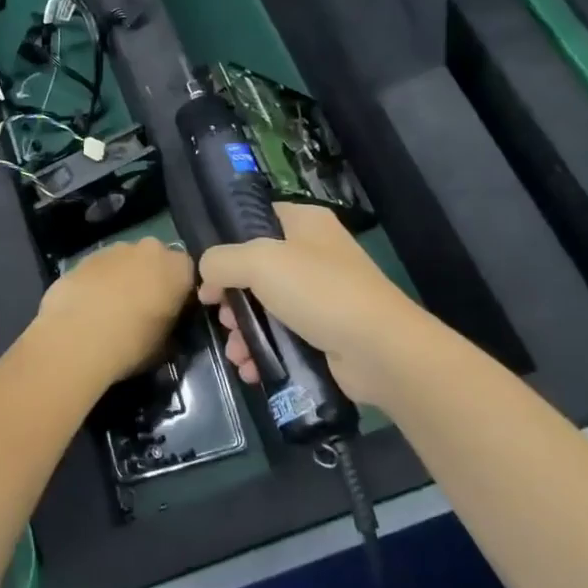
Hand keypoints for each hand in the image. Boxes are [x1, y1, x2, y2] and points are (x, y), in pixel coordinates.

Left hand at [33, 237, 195, 387]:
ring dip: (121, 278)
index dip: (179, 292)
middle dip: (149, 278)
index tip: (170, 312)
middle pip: (154, 261)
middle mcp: (149, 249)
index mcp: (177, 268)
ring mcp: (114, 250)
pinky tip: (88, 307)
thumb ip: (170, 326)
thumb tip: (164, 325)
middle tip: (141, 308)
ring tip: (109, 310)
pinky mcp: (84, 258)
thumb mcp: (165, 345)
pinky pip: (98, 269)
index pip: (187, 273)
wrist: (77, 339)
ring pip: (124, 261)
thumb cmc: (132, 343)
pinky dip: (97, 282)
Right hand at [198, 203, 422, 406]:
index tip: (208, 272)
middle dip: (232, 298)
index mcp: (305, 223)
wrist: (380, 350)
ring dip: (243, 330)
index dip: (226, 244)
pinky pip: (283, 335)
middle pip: (255, 269)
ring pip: (266, 306)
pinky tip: (250, 368)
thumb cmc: (319, 292)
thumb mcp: (259, 262)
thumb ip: (221, 261)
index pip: (256, 219)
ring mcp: (322, 294)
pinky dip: (263, 350)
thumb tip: (207, 275)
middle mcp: (314, 253)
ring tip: (235, 352)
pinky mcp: (325, 331)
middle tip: (222, 317)